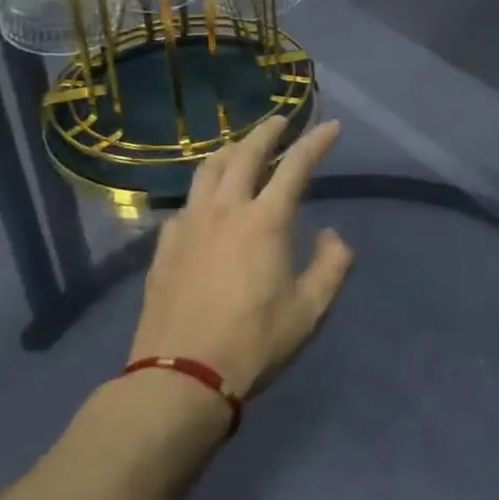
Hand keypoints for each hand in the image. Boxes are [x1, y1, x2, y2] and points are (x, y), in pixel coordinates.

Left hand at [128, 117, 353, 399]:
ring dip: (230, 151)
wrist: (180, 377)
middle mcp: (226, 210)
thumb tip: (333, 236)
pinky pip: (186, 203)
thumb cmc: (254, 343)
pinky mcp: (165, 246)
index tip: (331, 126)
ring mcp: (190, 225)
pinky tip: (205, 203)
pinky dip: (203, 190)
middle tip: (280, 121)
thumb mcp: (310, 310)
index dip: (316, 142)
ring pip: (208, 170)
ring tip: (241, 148)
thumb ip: (332, 266)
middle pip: (245, 154)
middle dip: (267, 132)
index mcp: (265, 220)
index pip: (296, 166)